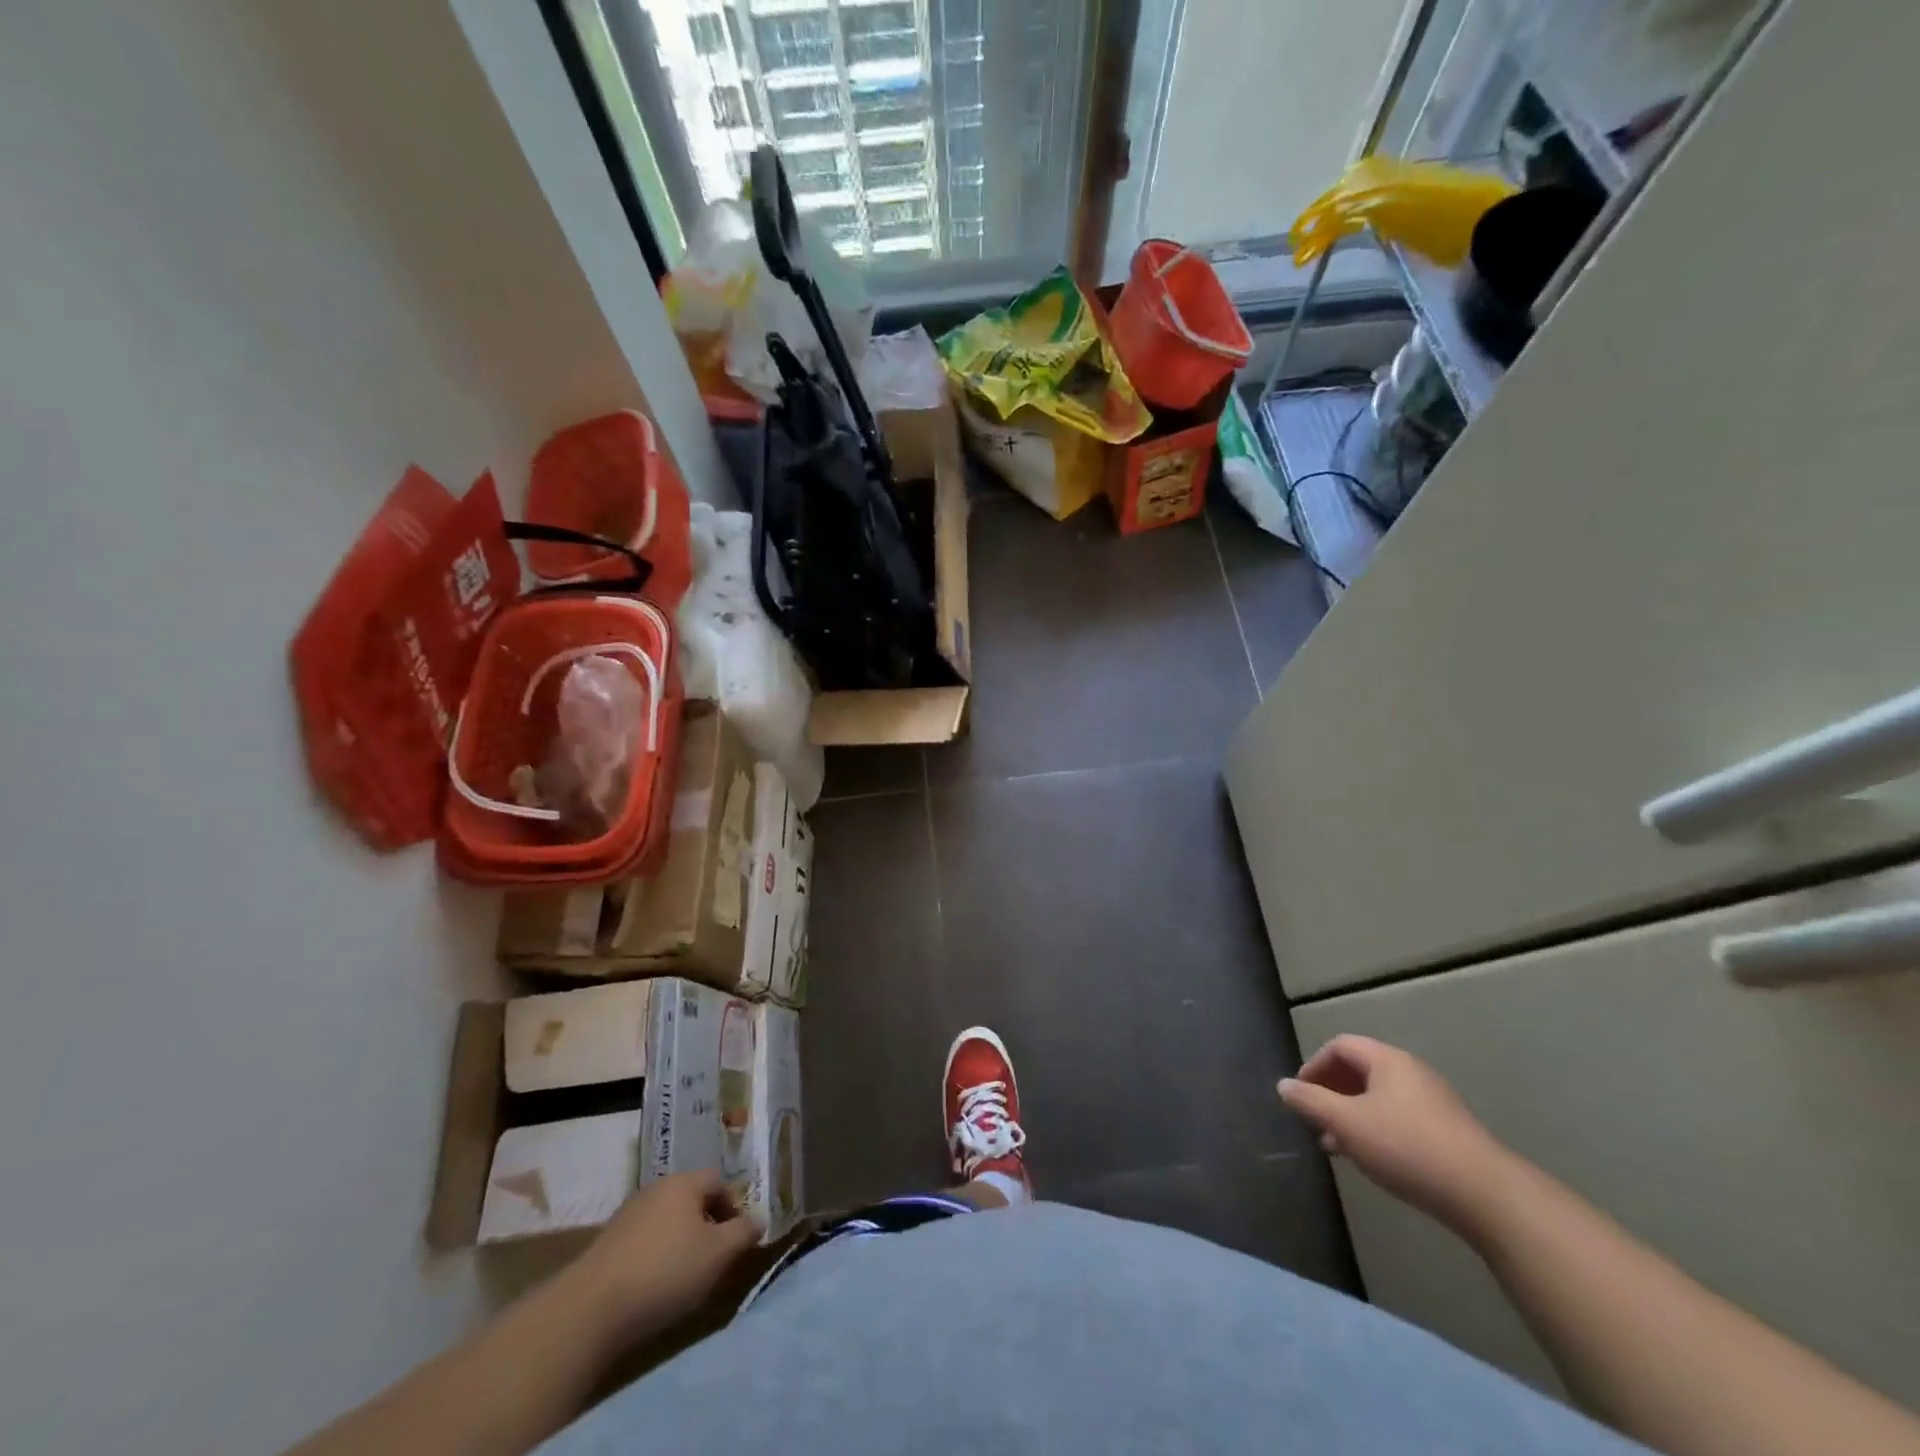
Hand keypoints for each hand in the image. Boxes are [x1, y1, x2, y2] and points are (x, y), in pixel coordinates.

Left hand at [570, 1171, 762, 1339]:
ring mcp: (627, 1216)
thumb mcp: (718, 1254)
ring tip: (686, 1277)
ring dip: (680, 1242)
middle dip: (707, 1225)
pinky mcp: (606, 1245)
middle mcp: (655, 1189)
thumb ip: (743, 1233)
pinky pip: (644, 1242)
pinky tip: (655, 1287)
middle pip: (691, 1200)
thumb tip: (759, 1220)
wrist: (590, 1310)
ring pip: (667, 1221)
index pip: (718, 1181)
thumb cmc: (666, 1271)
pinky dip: (656, 1257)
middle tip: (716, 1258)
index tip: (738, 1239)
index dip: (734, 1206)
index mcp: (684, 1182)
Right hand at [1278, 1035, 1508, 1231]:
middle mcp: (1411, 1072)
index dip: (1314, 1065)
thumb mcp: (1347, 1124)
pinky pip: (1400, 1117)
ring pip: (1380, 1098)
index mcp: (1387, 1060)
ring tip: (1338, 1145)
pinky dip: (1376, 1129)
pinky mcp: (1448, 1131)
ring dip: (1352, 1115)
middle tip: (1315, 1120)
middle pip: (1361, 1070)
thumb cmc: (1407, 1147)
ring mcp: (1434, 1102)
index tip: (1300, 1095)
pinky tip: (1373, 1159)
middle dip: (1332, 1092)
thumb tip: (1283, 1085)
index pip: (1340, 1046)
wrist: (1486, 1196)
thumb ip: (1311, 1102)